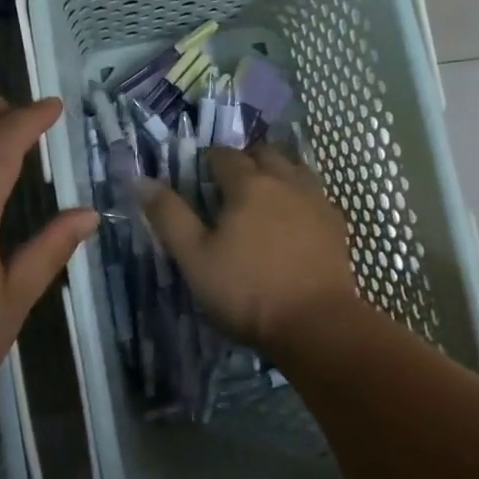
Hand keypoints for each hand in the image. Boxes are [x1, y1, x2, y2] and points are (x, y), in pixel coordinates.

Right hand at [138, 145, 359, 354]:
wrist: (317, 325)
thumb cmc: (247, 291)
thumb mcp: (195, 258)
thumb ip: (169, 216)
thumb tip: (142, 180)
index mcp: (248, 184)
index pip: (225, 155)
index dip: (208, 160)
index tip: (198, 175)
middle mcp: (285, 181)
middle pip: (263, 154)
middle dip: (244, 160)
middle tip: (228, 185)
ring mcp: (316, 201)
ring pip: (293, 169)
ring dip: (275, 173)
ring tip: (262, 197)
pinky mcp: (336, 225)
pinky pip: (314, 195)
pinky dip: (299, 196)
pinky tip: (293, 219)